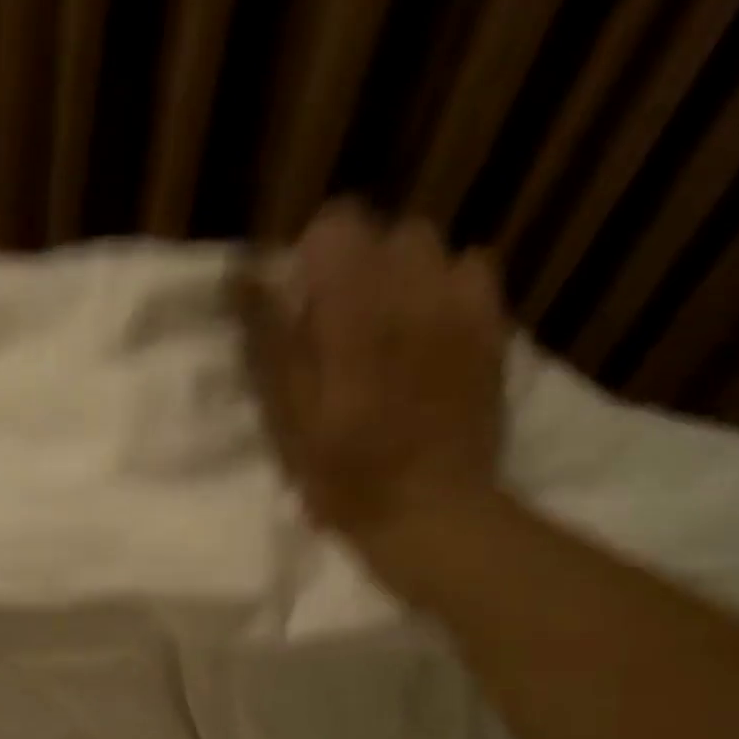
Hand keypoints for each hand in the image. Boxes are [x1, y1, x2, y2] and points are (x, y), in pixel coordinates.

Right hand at [235, 200, 507, 555]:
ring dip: (400, 278)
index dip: (311, 260)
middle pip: (384, 234)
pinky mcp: (492, 329)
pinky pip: (470, 272)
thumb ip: (269, 341)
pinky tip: (430, 333)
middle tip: (341, 329)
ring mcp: (462, 307)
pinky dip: (445, 290)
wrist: (430, 513)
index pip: (336, 226)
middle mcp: (414, 291)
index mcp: (356, 312)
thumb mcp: (287, 419)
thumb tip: (247, 277)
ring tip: (388, 331)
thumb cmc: (345, 477)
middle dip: (356, 269)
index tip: (302, 309)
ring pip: (428, 251)